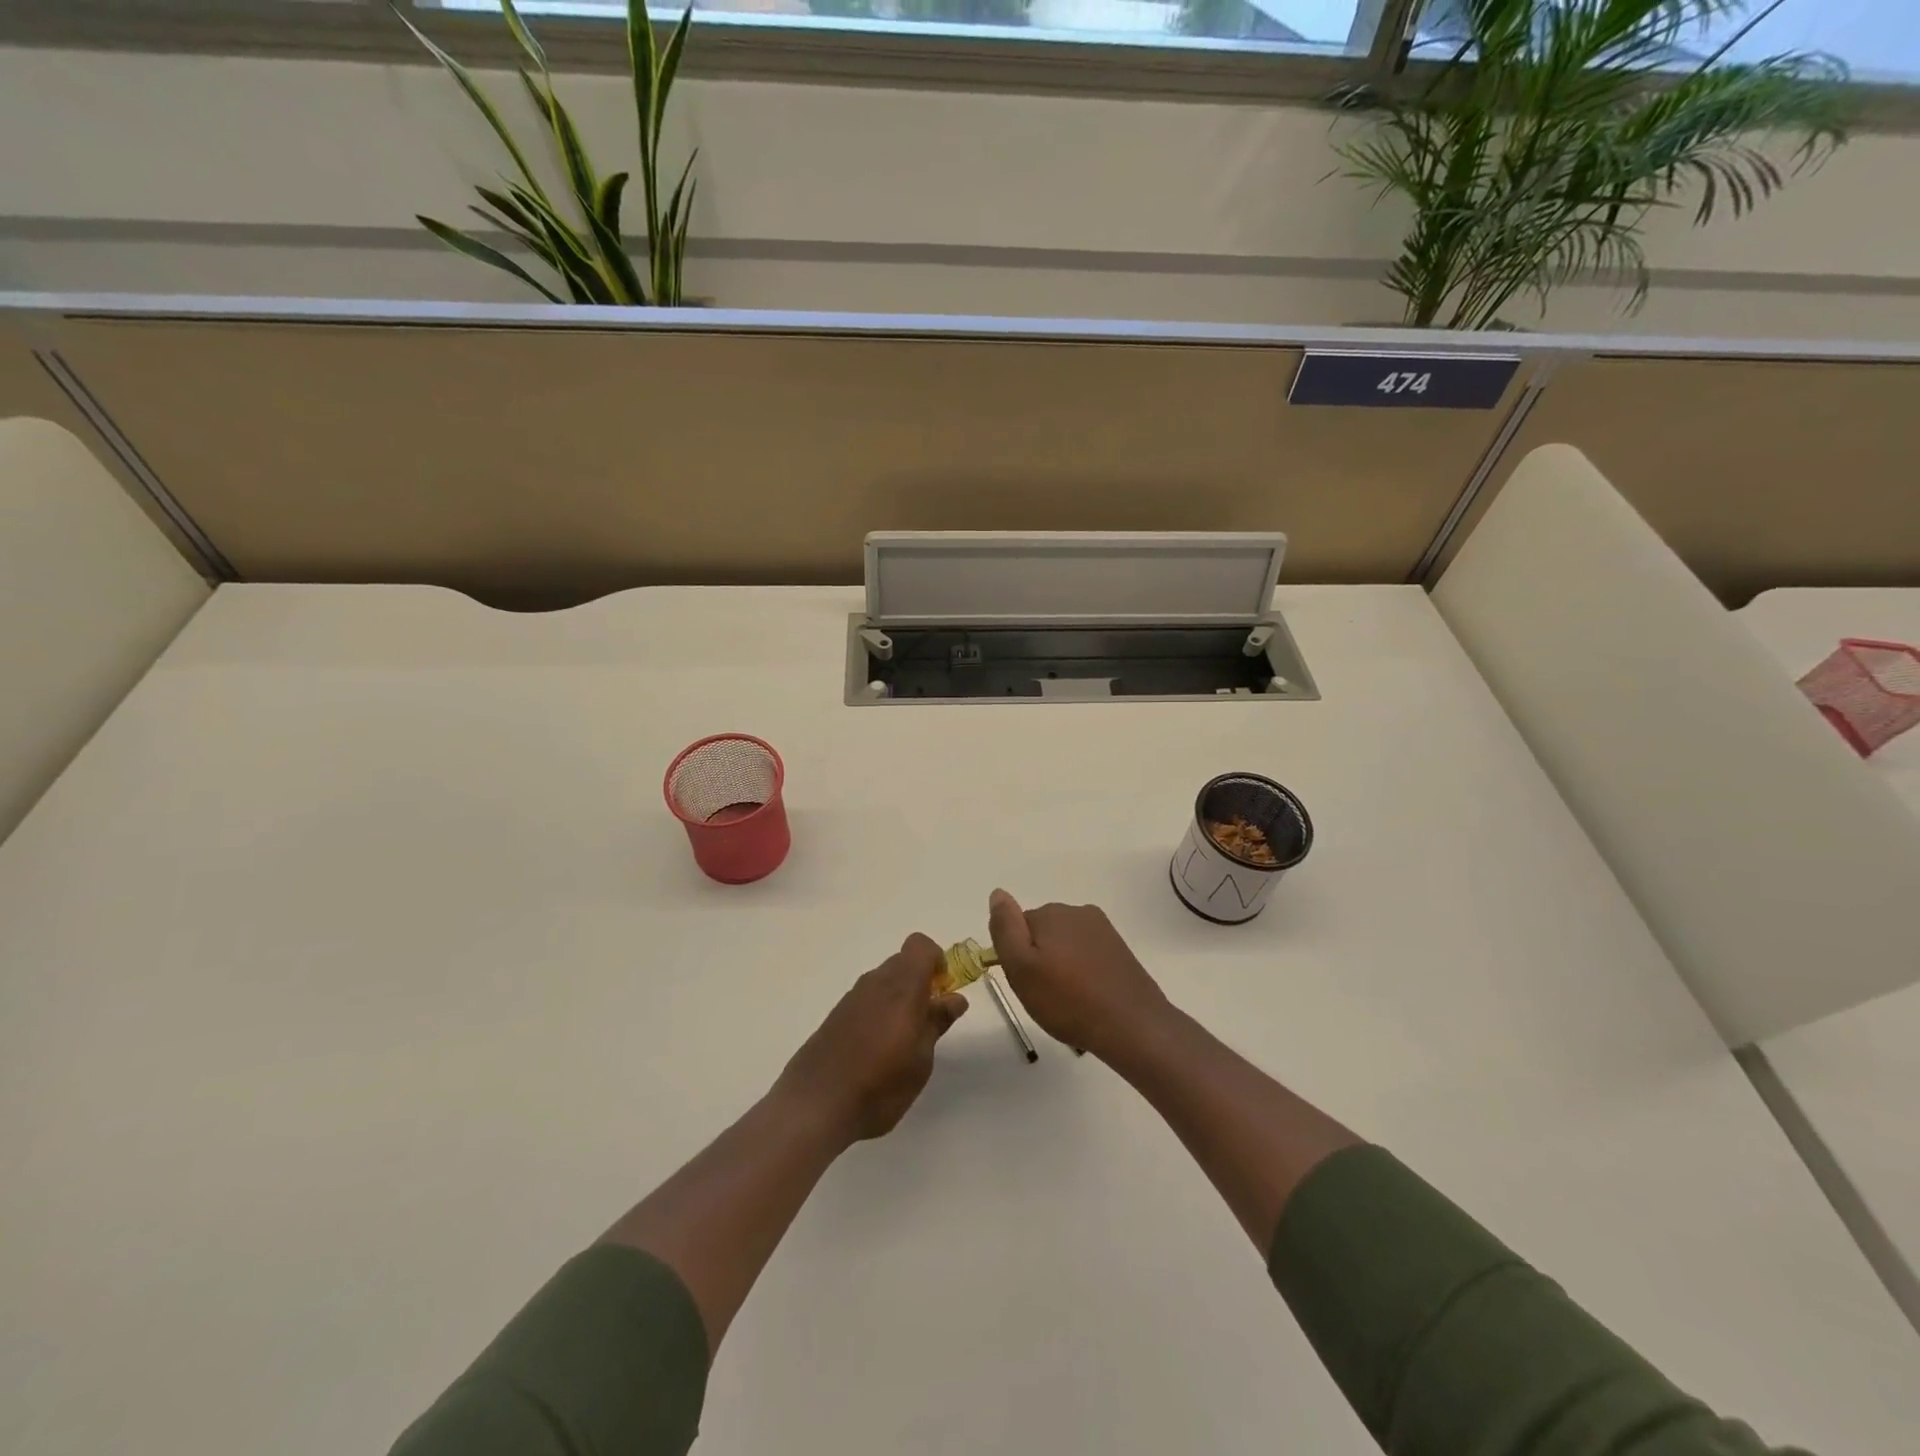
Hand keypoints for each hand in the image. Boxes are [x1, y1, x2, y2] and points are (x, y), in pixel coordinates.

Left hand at [774, 934, 968, 1143]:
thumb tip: (955, 998)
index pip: (920, 946)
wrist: (816, 1105)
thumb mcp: (921, 1059)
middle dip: (920, 982)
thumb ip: (937, 1022)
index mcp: (901, 986)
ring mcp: (852, 998)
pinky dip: (878, 1012)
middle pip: (902, 963)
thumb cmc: (881, 1084)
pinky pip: (866, 999)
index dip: (936, 961)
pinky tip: (876, 1050)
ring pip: (883, 982)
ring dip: (898, 999)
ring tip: (902, 1042)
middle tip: (927, 1021)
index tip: (942, 992)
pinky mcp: (835, 1015)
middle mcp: (875, 982)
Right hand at [986, 890, 1169, 1061]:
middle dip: (1040, 960)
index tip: (1027, 982)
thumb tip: (998, 893)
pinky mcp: (1119, 949)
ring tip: (1069, 1001)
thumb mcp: (1021, 968)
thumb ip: (1005, 928)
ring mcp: (1103, 929)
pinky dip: (1083, 972)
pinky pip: (1088, 955)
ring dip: (1062, 967)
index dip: (1017, 957)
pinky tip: (1089, 998)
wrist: (1132, 1025)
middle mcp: (1077, 912)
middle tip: (1046, 995)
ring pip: (1066, 944)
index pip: (1017, 926)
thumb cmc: (1068, 1000)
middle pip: (1043, 933)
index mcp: (1051, 913)